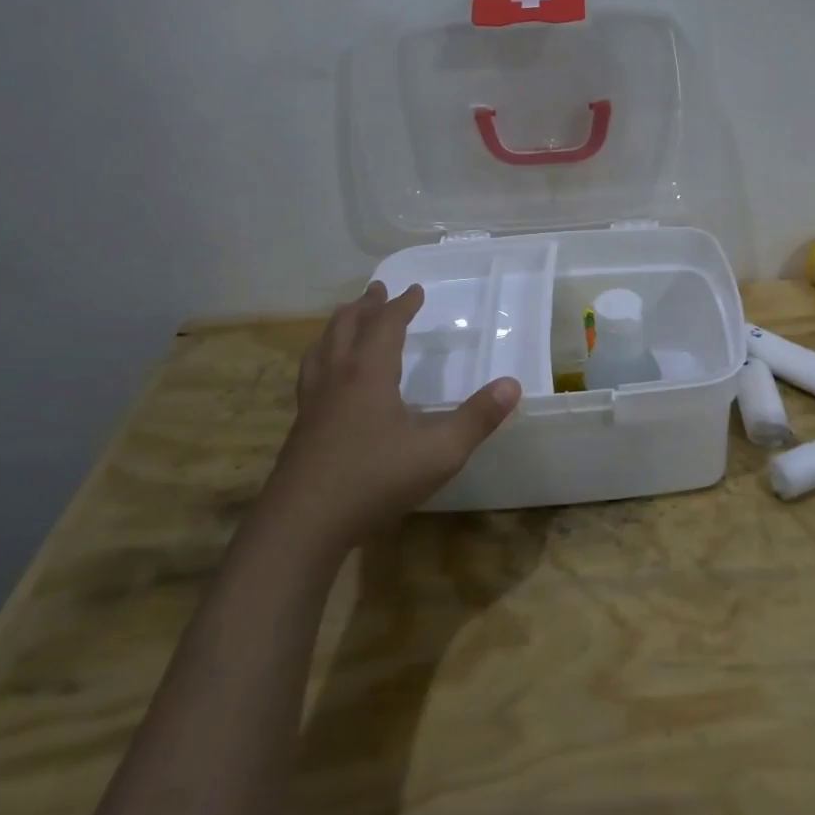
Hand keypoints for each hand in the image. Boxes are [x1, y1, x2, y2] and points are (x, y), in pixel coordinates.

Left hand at [271, 281, 519, 545]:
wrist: (302, 524)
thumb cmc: (375, 479)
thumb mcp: (440, 451)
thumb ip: (478, 418)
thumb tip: (513, 385)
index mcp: (368, 373)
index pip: (386, 326)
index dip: (402, 306)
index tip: (414, 290)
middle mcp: (337, 378)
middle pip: (346, 328)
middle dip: (365, 306)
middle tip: (376, 290)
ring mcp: (313, 403)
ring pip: (321, 349)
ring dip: (338, 326)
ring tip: (345, 319)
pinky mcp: (301, 428)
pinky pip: (311, 375)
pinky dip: (322, 358)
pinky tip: (327, 378)